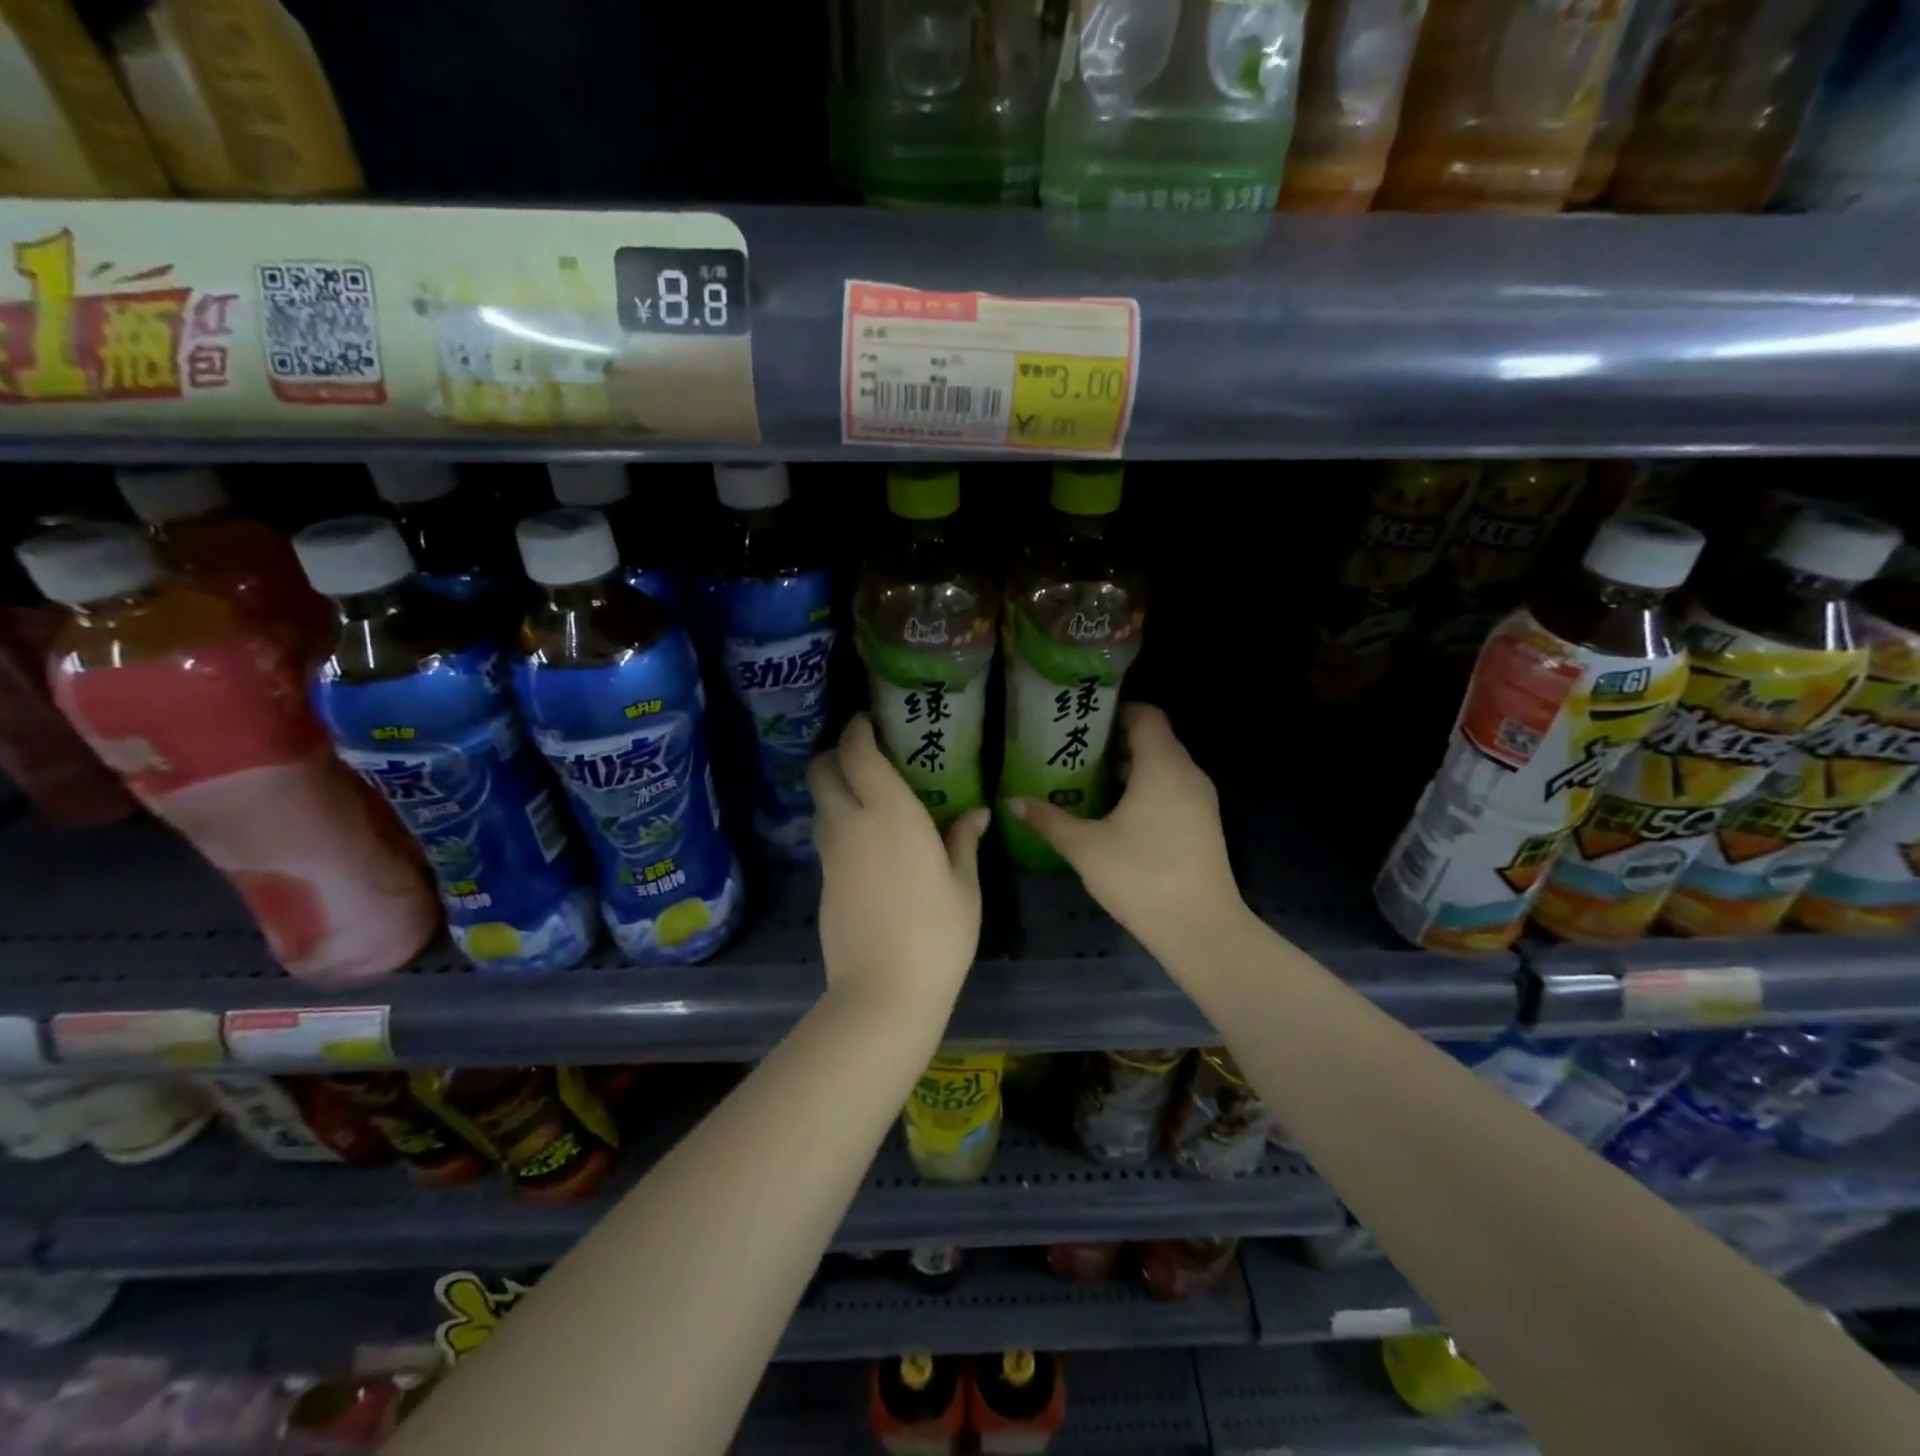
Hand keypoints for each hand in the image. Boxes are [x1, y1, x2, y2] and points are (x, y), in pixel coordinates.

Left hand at [808, 715, 989, 1024]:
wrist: (884, 990)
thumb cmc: (938, 932)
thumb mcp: (964, 886)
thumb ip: (965, 841)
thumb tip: (977, 813)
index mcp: (890, 813)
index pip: (858, 752)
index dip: (857, 729)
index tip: (869, 720)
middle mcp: (851, 823)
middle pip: (822, 771)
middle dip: (835, 753)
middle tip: (864, 755)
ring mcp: (831, 854)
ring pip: (819, 803)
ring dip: (834, 788)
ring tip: (866, 795)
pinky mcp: (823, 881)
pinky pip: (825, 835)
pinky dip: (837, 822)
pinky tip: (865, 840)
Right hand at [1007, 704, 1246, 954]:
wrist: (1201, 929)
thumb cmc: (1141, 876)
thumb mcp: (1085, 847)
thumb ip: (1048, 819)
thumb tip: (1011, 801)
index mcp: (1163, 766)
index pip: (1146, 714)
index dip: (1115, 711)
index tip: (1082, 721)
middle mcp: (1187, 773)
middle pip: (1154, 738)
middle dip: (1115, 740)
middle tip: (1074, 750)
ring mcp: (1201, 800)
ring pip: (1163, 765)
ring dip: (1129, 766)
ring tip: (1087, 778)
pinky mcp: (1203, 823)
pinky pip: (1172, 788)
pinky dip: (1146, 787)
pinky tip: (1114, 811)